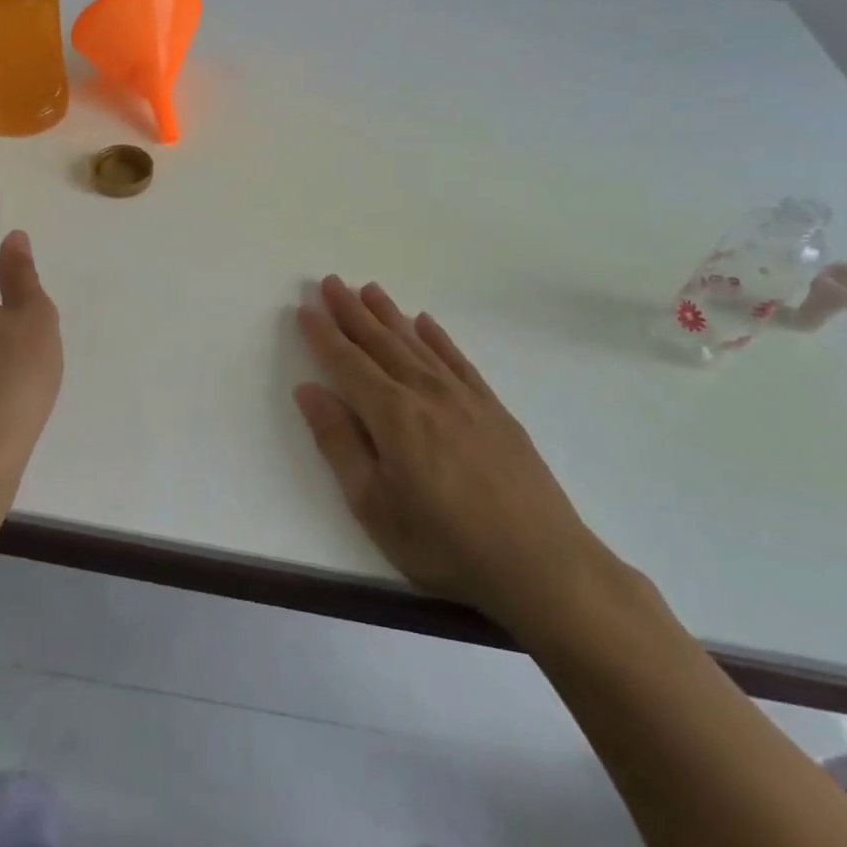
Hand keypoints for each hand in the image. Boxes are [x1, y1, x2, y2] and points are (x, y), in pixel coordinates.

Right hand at [294, 276, 610, 639]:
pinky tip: (426, 322)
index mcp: (393, 415)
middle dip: (351, 312)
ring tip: (369, 289)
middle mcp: (425, 392)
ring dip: (389, 315)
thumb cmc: (445, 543)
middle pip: (381, 342)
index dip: (324, 335)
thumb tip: (308, 390)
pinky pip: (458, 359)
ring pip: (417, 343)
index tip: (305, 308)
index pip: (348, 363)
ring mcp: (464, 397)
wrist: (541, 563)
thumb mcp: (374, 505)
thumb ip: (339, 443)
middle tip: (331, 283)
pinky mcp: (493, 408)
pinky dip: (438, 337)